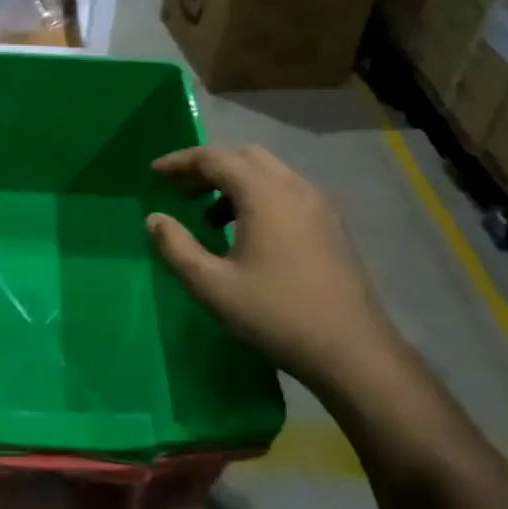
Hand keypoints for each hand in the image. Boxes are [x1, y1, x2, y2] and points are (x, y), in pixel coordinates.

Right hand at [145, 145, 409, 403]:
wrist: (353, 351)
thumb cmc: (276, 315)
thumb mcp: (212, 286)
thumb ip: (177, 247)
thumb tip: (154, 219)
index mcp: (264, 194)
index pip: (215, 158)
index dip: (180, 162)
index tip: (155, 173)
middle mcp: (294, 187)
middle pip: (243, 157)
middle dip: (207, 168)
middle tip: (180, 193)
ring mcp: (318, 205)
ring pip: (268, 173)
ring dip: (233, 183)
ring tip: (208, 218)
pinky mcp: (331, 225)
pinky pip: (286, 192)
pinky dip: (258, 197)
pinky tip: (246, 234)